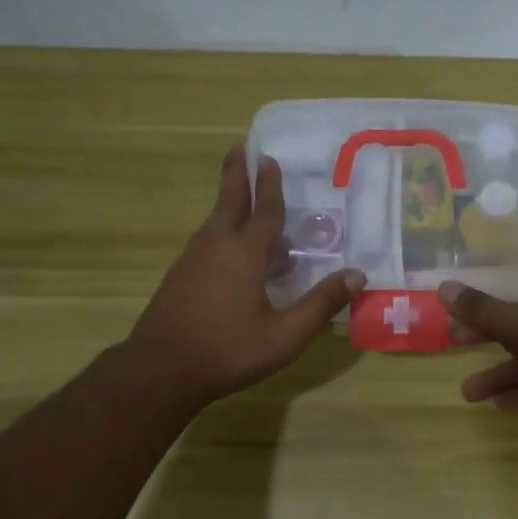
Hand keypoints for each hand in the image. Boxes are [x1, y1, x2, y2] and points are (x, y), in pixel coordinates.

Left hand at [127, 146, 363, 407]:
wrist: (161, 371)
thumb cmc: (228, 351)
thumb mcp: (285, 335)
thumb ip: (320, 304)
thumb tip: (356, 275)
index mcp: (244, 255)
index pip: (263, 212)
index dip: (269, 186)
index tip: (269, 158)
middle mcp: (215, 248)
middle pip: (229, 203)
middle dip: (236, 175)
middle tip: (238, 147)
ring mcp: (192, 262)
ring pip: (215, 223)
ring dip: (229, 204)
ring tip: (242, 197)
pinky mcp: (179, 279)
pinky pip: (207, 243)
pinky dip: (222, 232)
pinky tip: (231, 252)